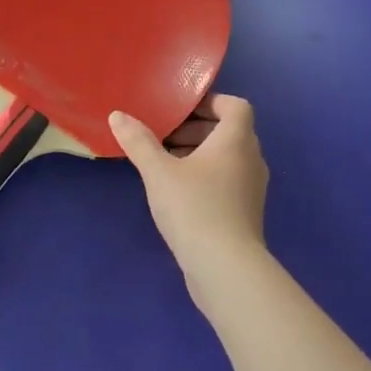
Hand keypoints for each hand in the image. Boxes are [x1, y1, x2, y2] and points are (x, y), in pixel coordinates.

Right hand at [109, 94, 270, 305]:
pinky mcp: (246, 212)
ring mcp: (252, 188)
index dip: (210, 102)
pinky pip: (227, 180)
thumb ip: (139, 142)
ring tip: (165, 163)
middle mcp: (251, 159)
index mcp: (236, 140)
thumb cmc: (194, 208)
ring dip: (199, 154)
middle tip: (164, 136)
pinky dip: (206, 176)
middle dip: (196, 129)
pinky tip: (177, 193)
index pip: (235, 106)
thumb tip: (118, 115)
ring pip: (228, 158)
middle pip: (229, 131)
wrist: (225, 267)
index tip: (179, 110)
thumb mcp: (159, 172)